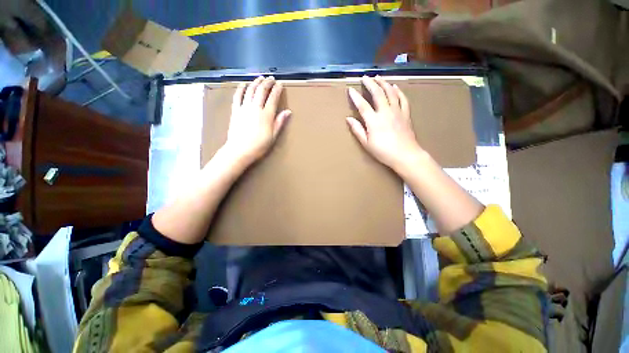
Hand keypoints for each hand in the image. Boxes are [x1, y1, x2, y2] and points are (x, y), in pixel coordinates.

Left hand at [222, 76, 290, 165]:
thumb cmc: (258, 146)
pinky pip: (237, 96)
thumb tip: (288, 111)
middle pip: (262, 90)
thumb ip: (279, 122)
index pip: (273, 97)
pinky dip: (241, 88)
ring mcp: (244, 108)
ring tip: (260, 78)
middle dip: (267, 82)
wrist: (239, 151)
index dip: (277, 88)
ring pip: (250, 90)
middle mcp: (256, 108)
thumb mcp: (273, 136)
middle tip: (271, 78)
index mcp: (267, 114)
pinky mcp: (235, 111)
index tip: (280, 84)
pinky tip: (243, 83)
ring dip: (256, 82)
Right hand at [346, 76, 423, 170]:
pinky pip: (403, 99)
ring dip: (383, 83)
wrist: (407, 156)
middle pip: (377, 93)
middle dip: (370, 83)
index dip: (355, 96)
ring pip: (390, 92)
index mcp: (374, 121)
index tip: (350, 89)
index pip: (362, 104)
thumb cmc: (385, 152)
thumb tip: (349, 118)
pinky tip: (395, 86)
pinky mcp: (406, 114)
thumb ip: (358, 130)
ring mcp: (397, 112)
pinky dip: (398, 91)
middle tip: (364, 77)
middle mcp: (385, 112)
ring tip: (378, 77)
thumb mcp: (367, 144)